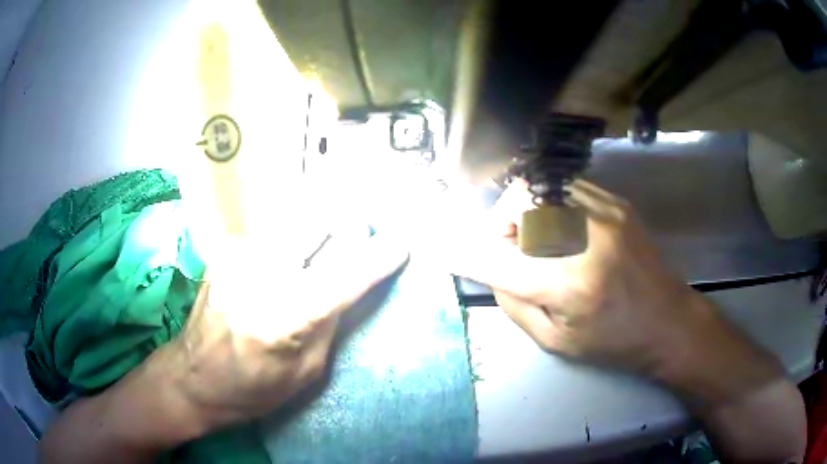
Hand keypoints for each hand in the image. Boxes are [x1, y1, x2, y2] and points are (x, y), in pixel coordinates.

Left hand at [168, 233, 406, 432]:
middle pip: (315, 230)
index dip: (376, 258)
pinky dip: (290, 239)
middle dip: (346, 227)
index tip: (401, 243)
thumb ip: (330, 323)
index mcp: (282, 319)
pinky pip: (271, 235)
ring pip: (293, 224)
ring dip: (319, 229)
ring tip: (334, 235)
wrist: (192, 379)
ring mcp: (236, 260)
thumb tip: (351, 283)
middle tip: (364, 230)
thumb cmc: (252, 390)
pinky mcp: (224, 253)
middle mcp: (258, 278)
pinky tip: (293, 252)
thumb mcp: (306, 373)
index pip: (342, 277)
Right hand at [451, 180, 707, 371]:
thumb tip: (491, 268)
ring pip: (541, 185)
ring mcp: (605, 213)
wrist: (668, 320)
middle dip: (500, 221)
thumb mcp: (557, 341)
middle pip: (520, 202)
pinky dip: (550, 203)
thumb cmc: (613, 342)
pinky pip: (567, 186)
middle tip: (507, 245)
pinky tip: (562, 226)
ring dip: (525, 209)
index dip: (466, 251)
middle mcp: (586, 239)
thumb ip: (516, 302)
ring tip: (535, 235)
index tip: (441, 246)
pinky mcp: (617, 203)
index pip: (499, 260)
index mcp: (570, 285)